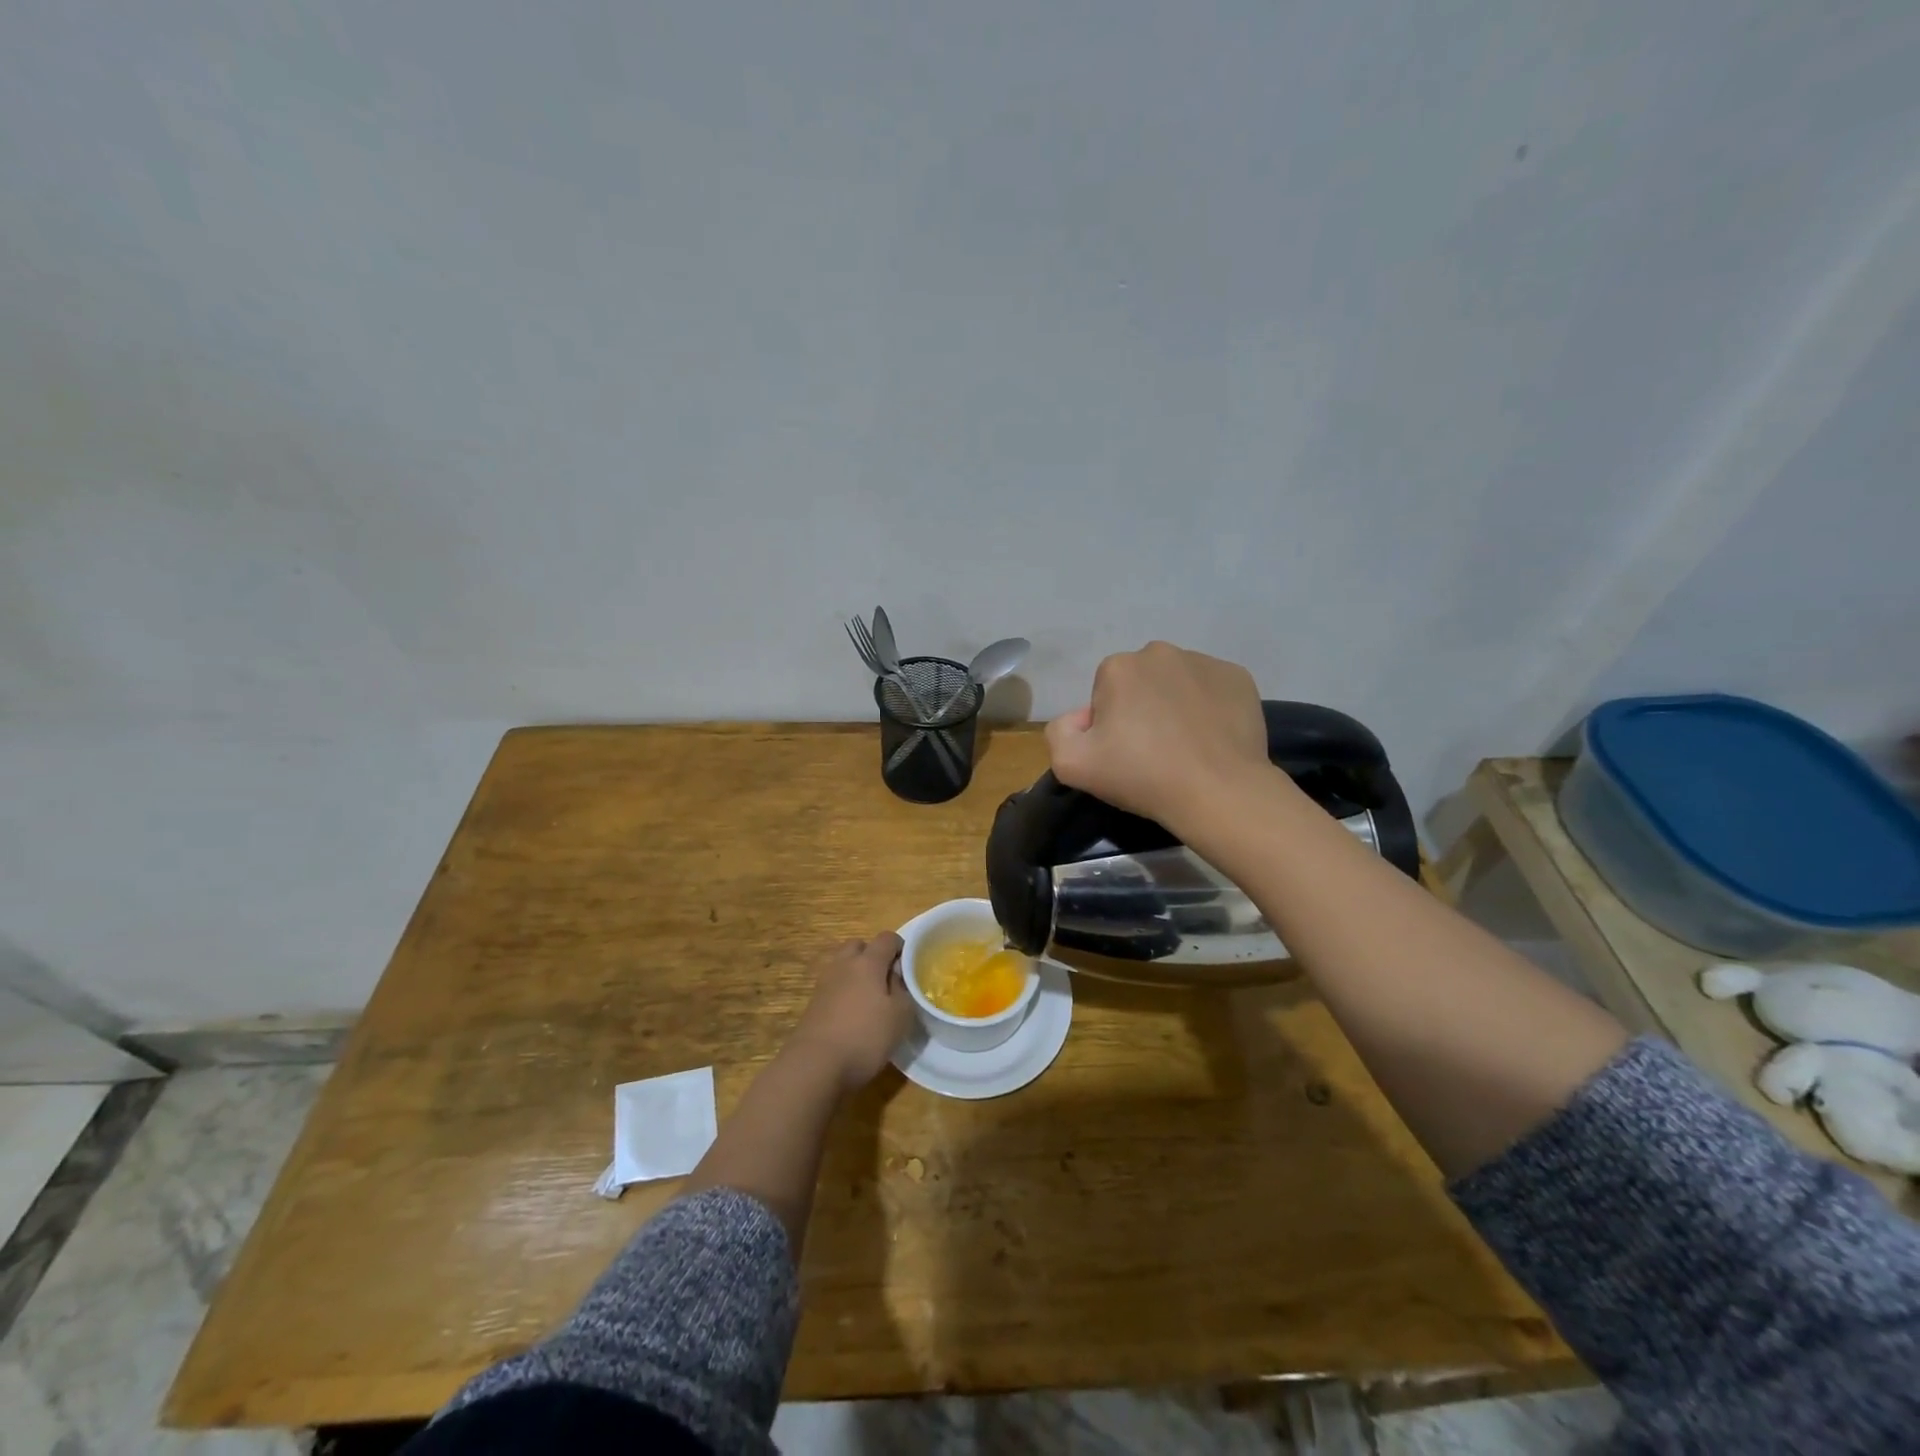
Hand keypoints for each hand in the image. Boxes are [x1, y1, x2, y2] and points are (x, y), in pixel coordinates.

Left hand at [788, 933, 914, 1093]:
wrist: (815, 1064)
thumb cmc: (865, 1036)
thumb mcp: (900, 1016)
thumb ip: (903, 990)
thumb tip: (896, 975)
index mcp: (867, 962)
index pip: (887, 938)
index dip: (900, 947)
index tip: (909, 966)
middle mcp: (844, 965)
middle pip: (859, 946)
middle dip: (873, 956)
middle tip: (886, 979)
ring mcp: (824, 983)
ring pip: (843, 965)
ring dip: (856, 974)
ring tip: (870, 998)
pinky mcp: (813, 1003)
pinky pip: (833, 986)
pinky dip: (844, 992)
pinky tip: (853, 1014)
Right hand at [1045, 641, 1271, 834]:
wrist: (1218, 792)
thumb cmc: (1142, 776)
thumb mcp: (1071, 765)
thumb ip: (1059, 731)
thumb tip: (1082, 717)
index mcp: (1119, 666)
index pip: (1104, 692)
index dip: (1109, 724)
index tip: (1123, 753)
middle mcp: (1160, 652)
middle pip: (1140, 681)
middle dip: (1141, 708)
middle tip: (1152, 751)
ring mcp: (1205, 662)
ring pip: (1177, 682)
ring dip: (1174, 705)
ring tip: (1184, 746)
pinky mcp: (1239, 678)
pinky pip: (1212, 689)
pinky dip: (1208, 707)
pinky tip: (1210, 738)